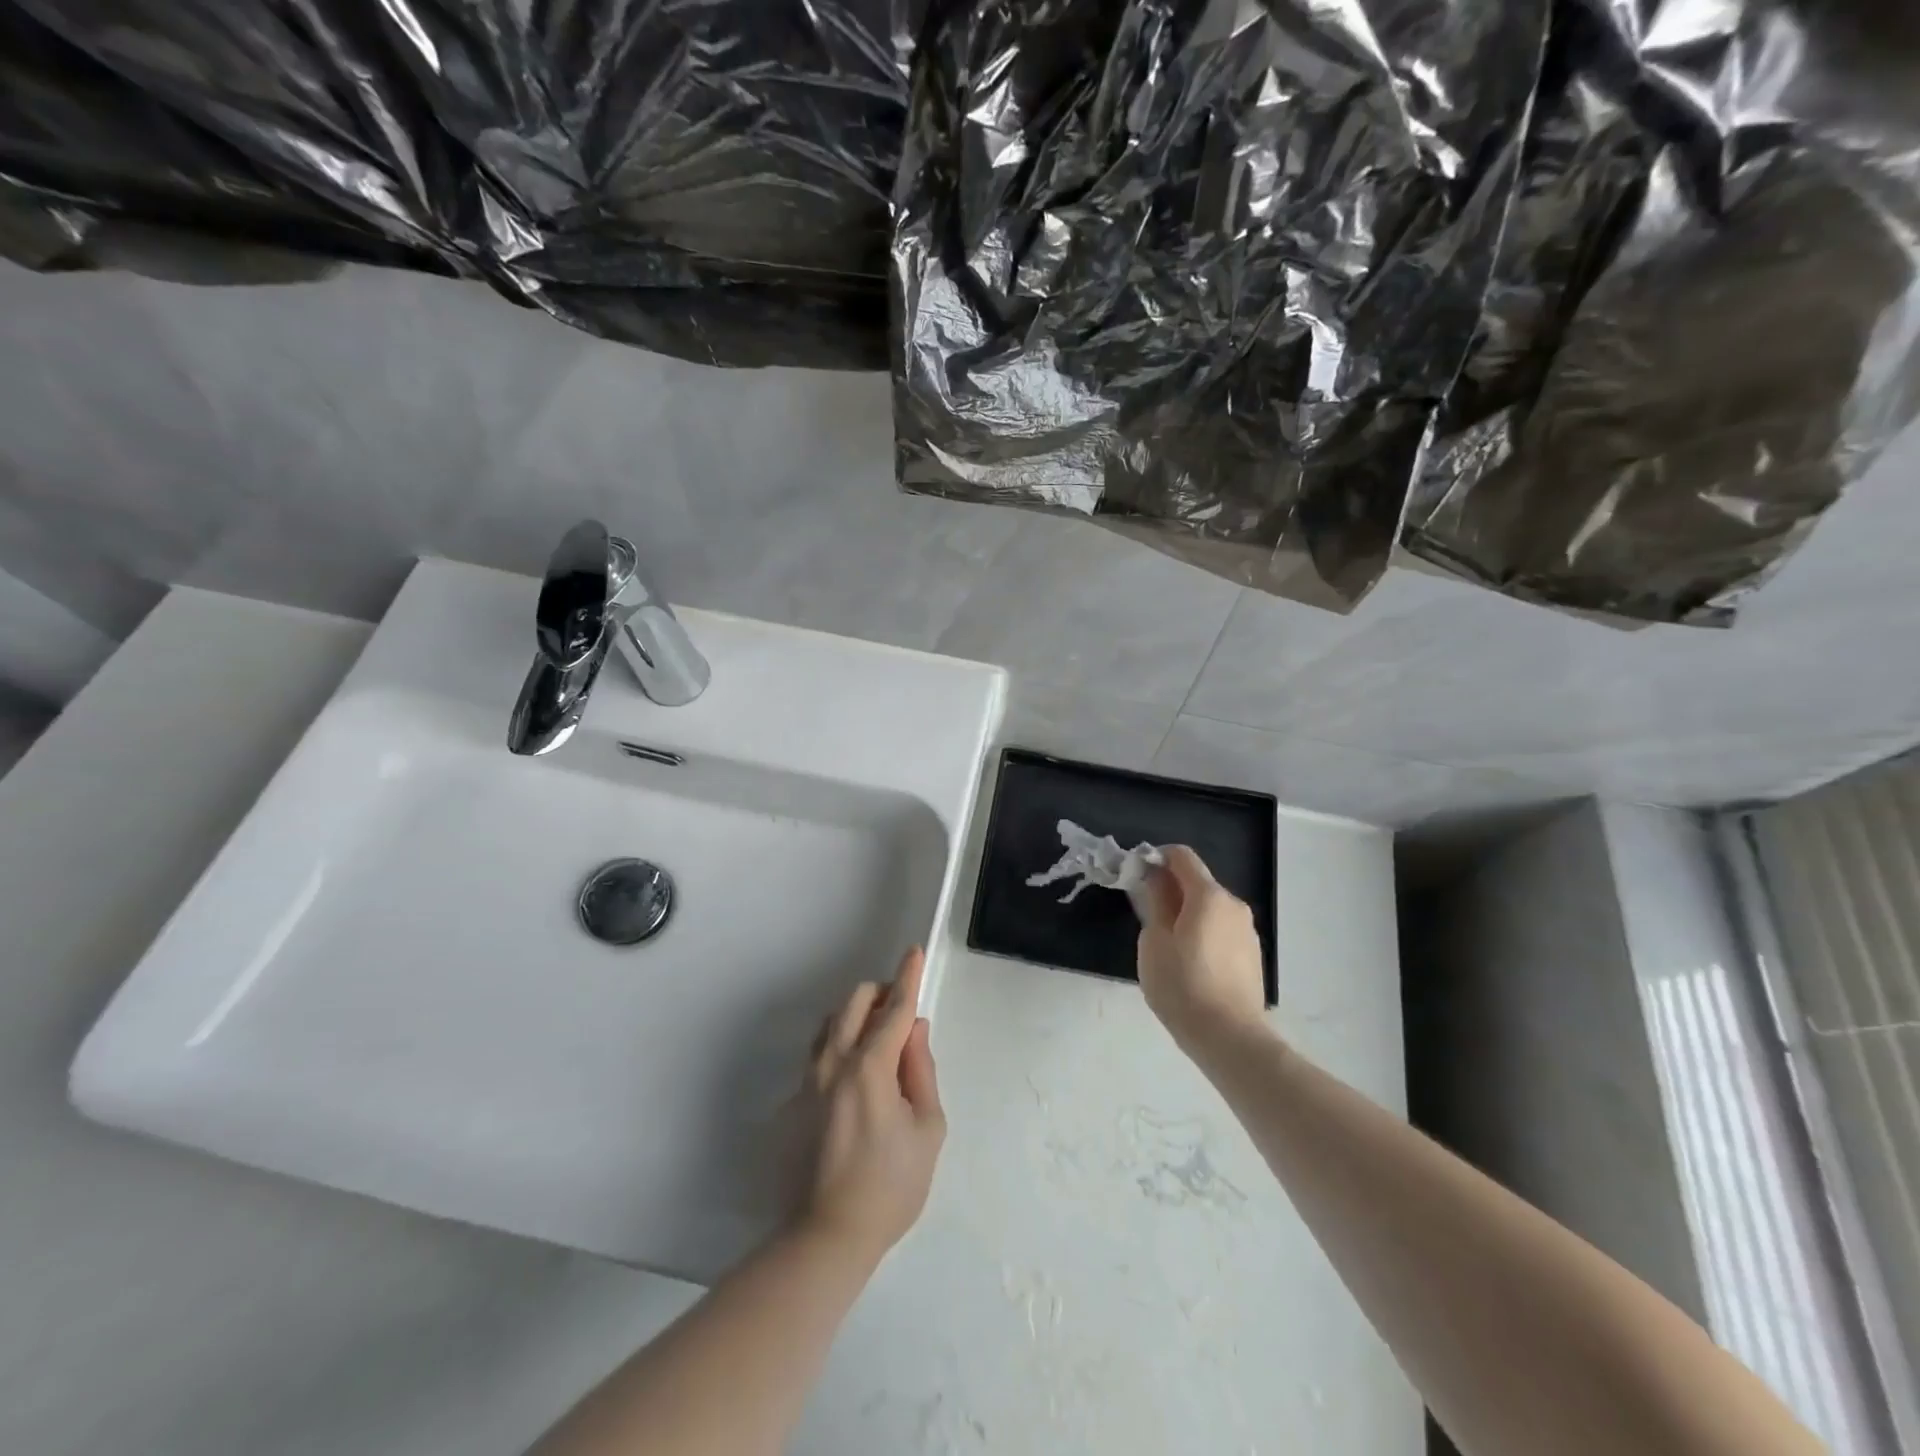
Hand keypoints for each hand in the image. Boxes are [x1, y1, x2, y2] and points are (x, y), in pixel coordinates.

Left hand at [798, 947, 946, 1264]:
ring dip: (856, 1018)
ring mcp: (807, 1080)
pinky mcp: (793, 1101)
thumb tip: (914, 1031)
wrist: (827, 1235)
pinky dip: (839, 1048)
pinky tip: (854, 1081)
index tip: (913, 952)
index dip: (907, 978)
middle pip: (853, 1002)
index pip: (894, 1009)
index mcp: (870, 1067)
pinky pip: (818, 1055)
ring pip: (831, 1024)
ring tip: (879, 1044)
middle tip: (901, 1013)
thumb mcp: (927, 1129)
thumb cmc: (890, 1185)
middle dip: (880, 994)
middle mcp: (833, 1062)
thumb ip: (921, 1070)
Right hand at [1136, 846, 1268, 1052]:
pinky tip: (1190, 964)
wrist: (1229, 1037)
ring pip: (1210, 908)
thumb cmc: (1182, 985)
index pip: (1182, 856)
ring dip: (1187, 913)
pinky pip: (1221, 930)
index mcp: (1208, 895)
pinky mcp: (1252, 955)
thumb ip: (1154, 902)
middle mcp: (1234, 905)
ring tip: (1167, 945)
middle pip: (1197, 882)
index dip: (1157, 858)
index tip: (1137, 875)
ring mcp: (1247, 931)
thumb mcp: (1154, 940)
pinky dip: (1203, 933)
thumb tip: (1155, 879)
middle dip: (1171, 889)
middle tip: (1146, 914)